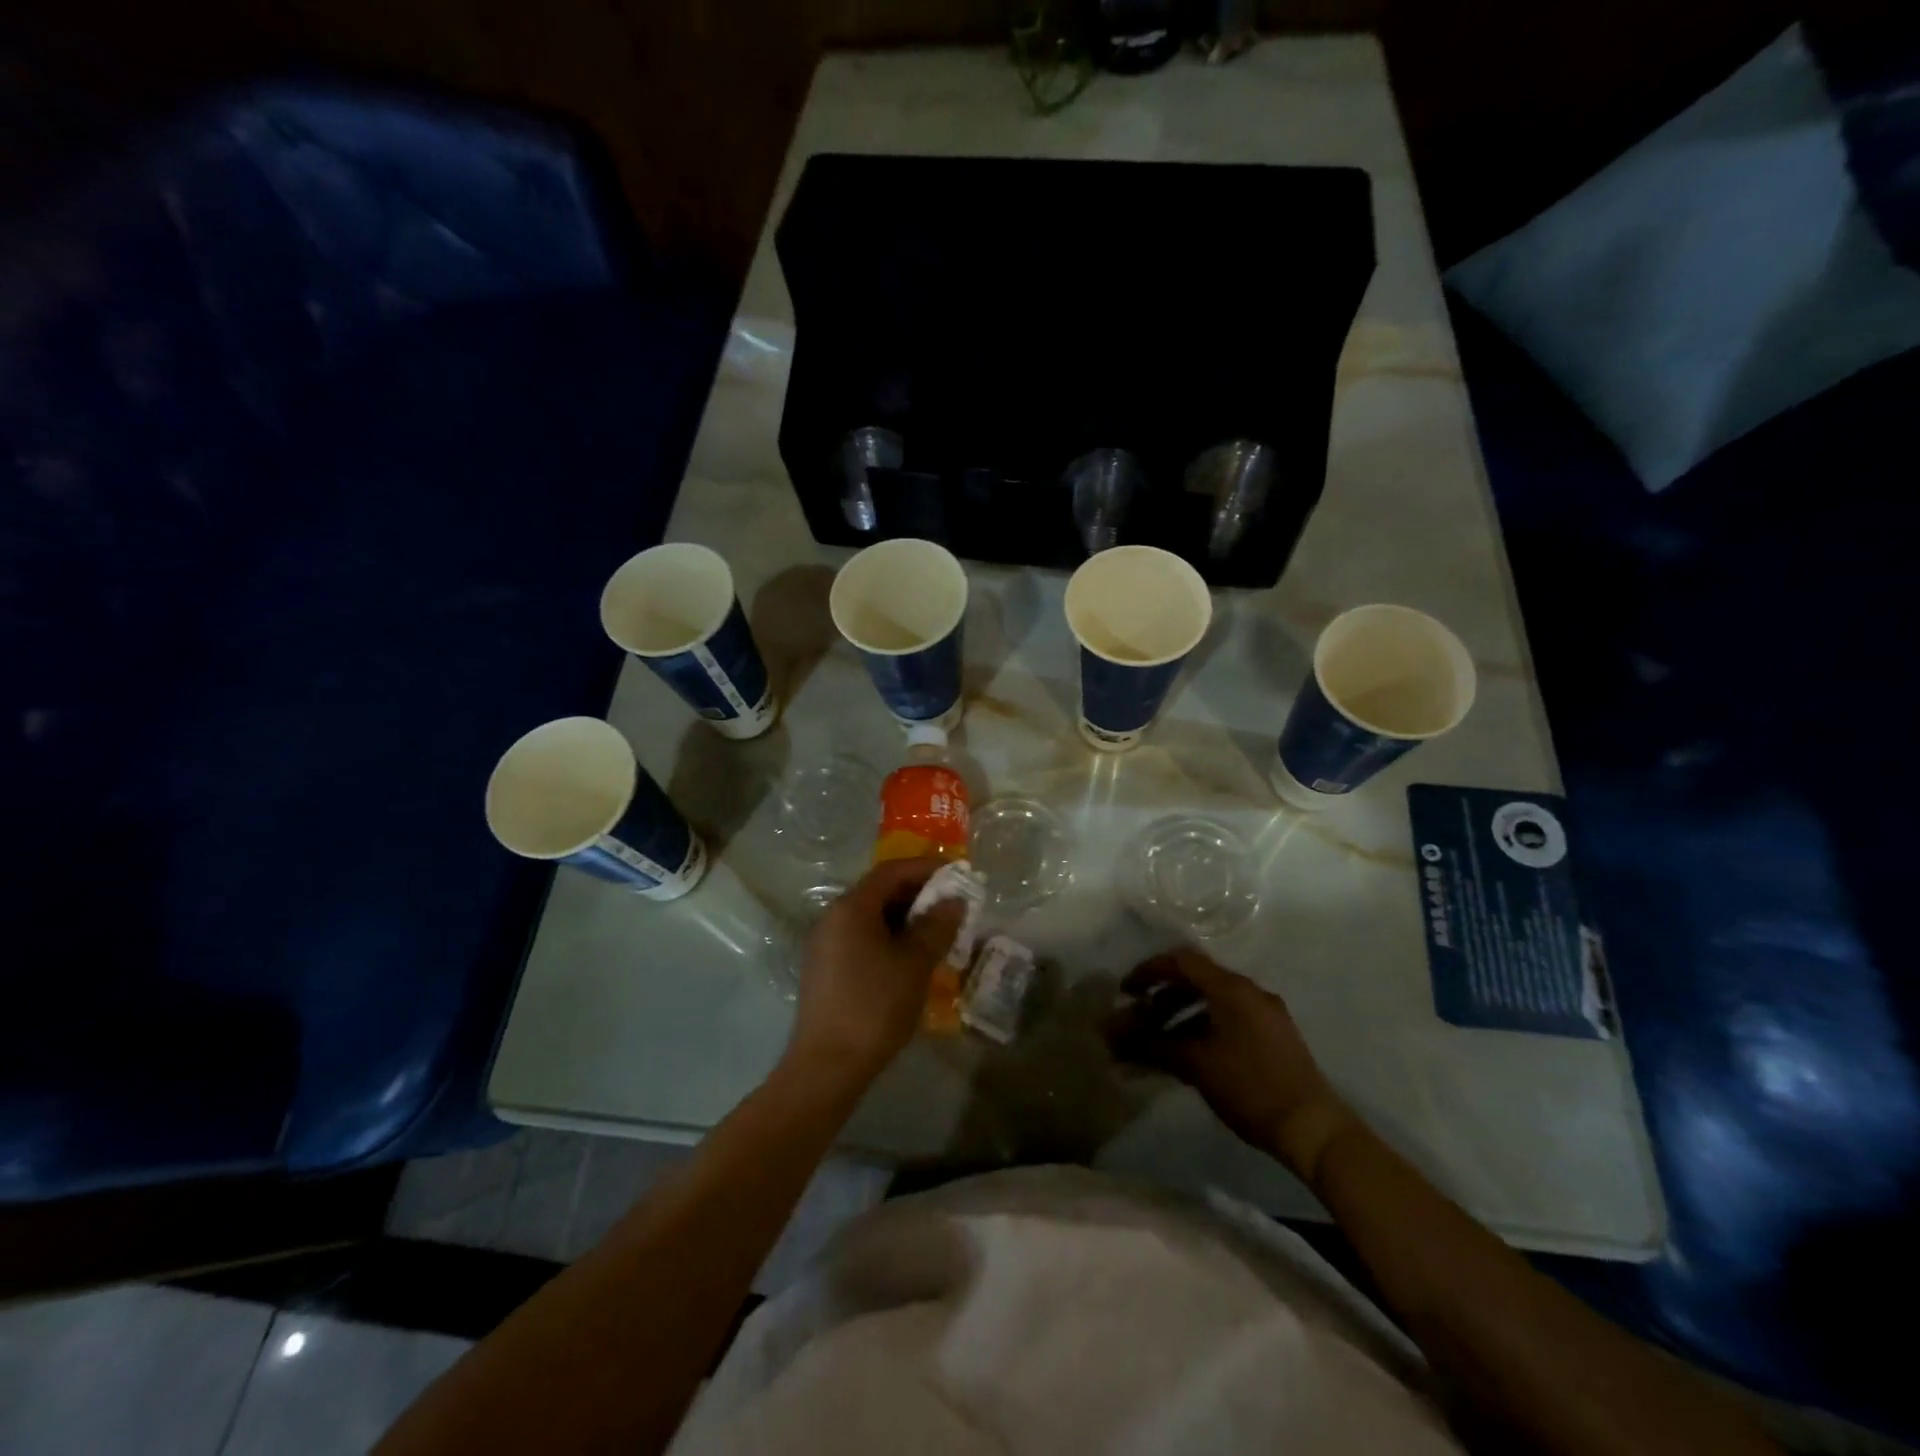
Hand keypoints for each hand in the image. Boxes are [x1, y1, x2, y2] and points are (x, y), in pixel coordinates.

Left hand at [785, 858, 965, 1088]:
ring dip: (905, 919)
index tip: (957, 874)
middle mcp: (833, 917)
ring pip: (870, 917)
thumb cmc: (875, 1006)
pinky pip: (861, 938)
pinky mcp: (825, 969)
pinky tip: (910, 959)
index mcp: (851, 907)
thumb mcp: (915, 964)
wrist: (827, 1065)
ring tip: (937, 933)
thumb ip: (937, 926)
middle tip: (952, 907)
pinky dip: (888, 938)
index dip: (926, 868)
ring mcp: (825, 944)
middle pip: (879, 891)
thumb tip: (954, 900)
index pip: (891, 871)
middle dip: (918, 895)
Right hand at [1108, 948, 1358, 1181]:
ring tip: (1157, 1044)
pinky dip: (1202, 1030)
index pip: (1182, 961)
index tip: (1125, 992)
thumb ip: (1152, 1045)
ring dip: (1180, 1018)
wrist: (1313, 1129)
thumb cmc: (1250, 1087)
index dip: (1149, 971)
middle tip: (1138, 1019)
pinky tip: (1187, 1057)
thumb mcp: (1196, 1065)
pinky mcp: (1273, 1038)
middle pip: (1196, 981)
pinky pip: (1228, 1020)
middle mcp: (1250, 992)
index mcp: (1232, 988)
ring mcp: (1265, 1015)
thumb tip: (1113, 1036)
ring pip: (1212, 1003)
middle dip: (1161, 999)